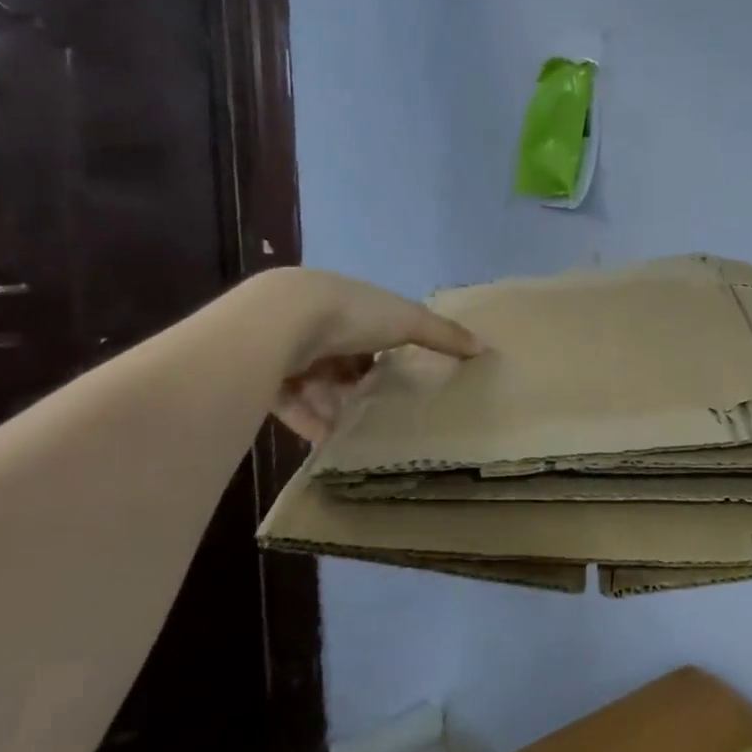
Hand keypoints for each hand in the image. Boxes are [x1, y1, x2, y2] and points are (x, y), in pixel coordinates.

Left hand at [264, 270, 481, 441]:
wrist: (280, 322)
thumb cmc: (352, 314)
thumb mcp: (407, 320)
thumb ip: (443, 335)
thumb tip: (485, 347)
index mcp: (347, 305)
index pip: (370, 332)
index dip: (385, 354)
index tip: (403, 379)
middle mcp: (315, 325)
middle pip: (343, 363)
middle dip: (361, 387)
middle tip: (385, 413)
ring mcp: (287, 352)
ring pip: (319, 388)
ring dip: (339, 410)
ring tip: (363, 437)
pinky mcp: (267, 380)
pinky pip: (295, 409)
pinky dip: (314, 426)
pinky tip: (333, 447)